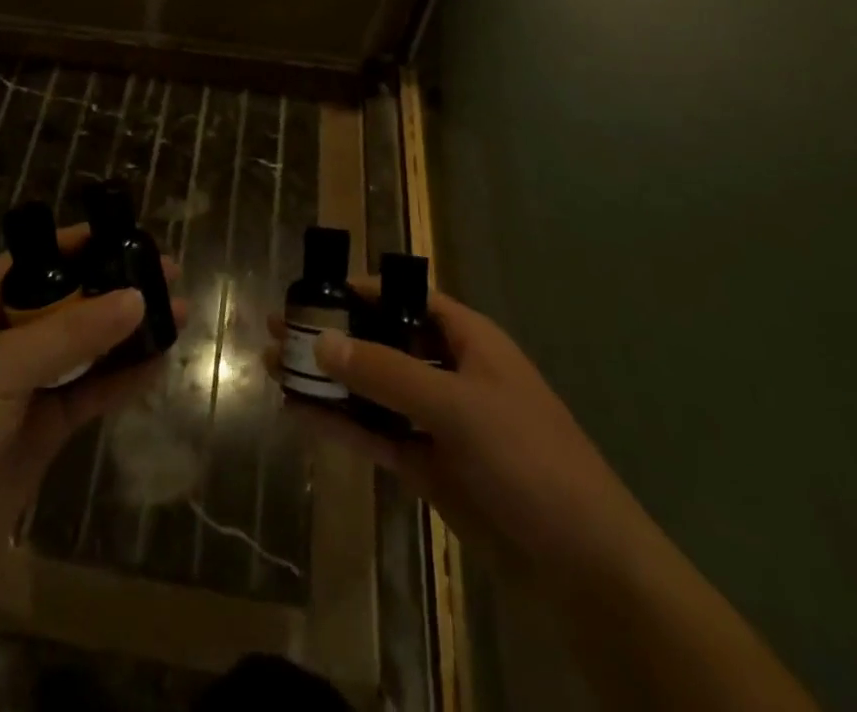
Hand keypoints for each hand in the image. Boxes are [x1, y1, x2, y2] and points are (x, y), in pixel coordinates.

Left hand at [0, 227, 187, 598]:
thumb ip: (70, 333)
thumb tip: (137, 297)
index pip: (36, 260)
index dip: (80, 244)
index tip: (129, 235)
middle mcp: (6, 338)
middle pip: (69, 300)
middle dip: (115, 286)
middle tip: (168, 274)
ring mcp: (28, 385)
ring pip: (87, 346)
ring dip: (127, 331)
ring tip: (177, 312)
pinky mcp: (46, 427)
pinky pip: (92, 392)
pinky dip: (124, 377)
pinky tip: (159, 362)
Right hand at [267, 282, 652, 586]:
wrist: (583, 566)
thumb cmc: (528, 459)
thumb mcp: (457, 406)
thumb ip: (386, 372)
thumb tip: (322, 341)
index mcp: (467, 340)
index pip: (405, 298)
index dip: (359, 291)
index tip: (309, 290)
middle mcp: (448, 371)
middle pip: (380, 341)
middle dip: (331, 335)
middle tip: (277, 329)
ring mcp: (436, 421)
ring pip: (371, 390)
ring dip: (327, 380)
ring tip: (274, 367)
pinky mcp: (427, 465)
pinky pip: (374, 434)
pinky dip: (339, 424)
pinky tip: (298, 414)